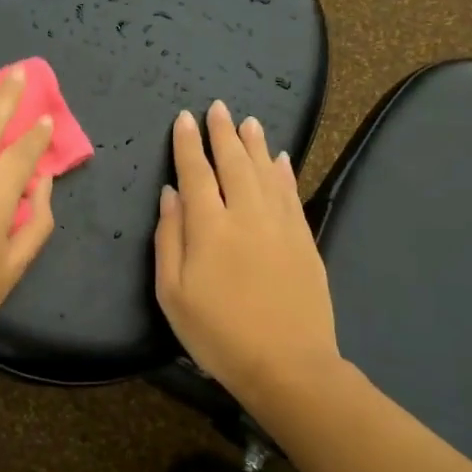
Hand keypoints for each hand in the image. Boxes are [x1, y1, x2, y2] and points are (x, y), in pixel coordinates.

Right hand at [155, 100, 338, 402]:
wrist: (287, 364)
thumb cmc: (218, 334)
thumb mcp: (172, 293)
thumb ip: (168, 239)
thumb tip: (169, 194)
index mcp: (209, 227)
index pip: (196, 173)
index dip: (188, 144)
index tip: (184, 119)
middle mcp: (246, 214)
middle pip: (233, 163)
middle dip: (222, 133)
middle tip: (217, 107)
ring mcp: (280, 225)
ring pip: (265, 172)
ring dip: (254, 144)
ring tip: (248, 120)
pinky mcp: (303, 239)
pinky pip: (291, 193)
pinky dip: (283, 172)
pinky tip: (279, 158)